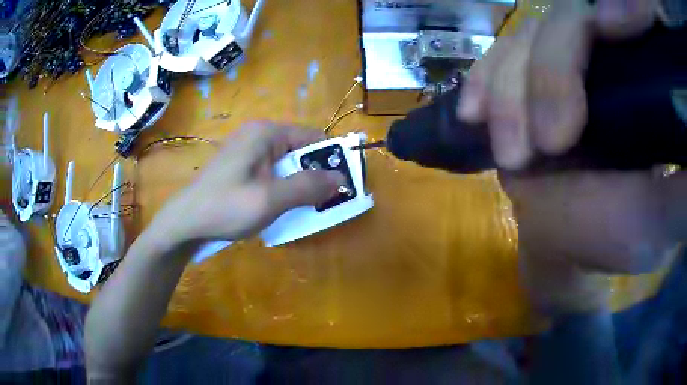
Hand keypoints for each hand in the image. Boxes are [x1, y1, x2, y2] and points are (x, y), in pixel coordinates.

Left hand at [156, 122, 344, 244]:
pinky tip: (282, 206)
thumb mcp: (270, 199)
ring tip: (306, 208)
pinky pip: (273, 172)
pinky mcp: (242, 166)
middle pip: (300, 151)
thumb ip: (308, 187)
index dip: (331, 160)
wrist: (186, 222)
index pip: (313, 138)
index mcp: (267, 133)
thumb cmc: (225, 208)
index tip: (343, 186)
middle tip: (325, 203)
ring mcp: (248, 150)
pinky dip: (284, 187)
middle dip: (315, 175)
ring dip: (300, 184)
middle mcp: (259, 135)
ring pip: (288, 164)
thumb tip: (341, 179)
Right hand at [459, 0, 683, 311]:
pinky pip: (497, 56)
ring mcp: (561, 60)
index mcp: (647, 83)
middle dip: (552, 73)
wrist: (563, 237)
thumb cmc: (614, 236)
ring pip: (527, 35)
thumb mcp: (658, 223)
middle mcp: (606, 55)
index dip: (626, 6)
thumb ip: (680, 195)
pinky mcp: (525, 74)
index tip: (612, 29)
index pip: (634, 13)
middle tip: (549, 145)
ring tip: (513, 153)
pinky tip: (474, 111)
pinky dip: (483, 79)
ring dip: (510, 90)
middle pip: (570, 17)